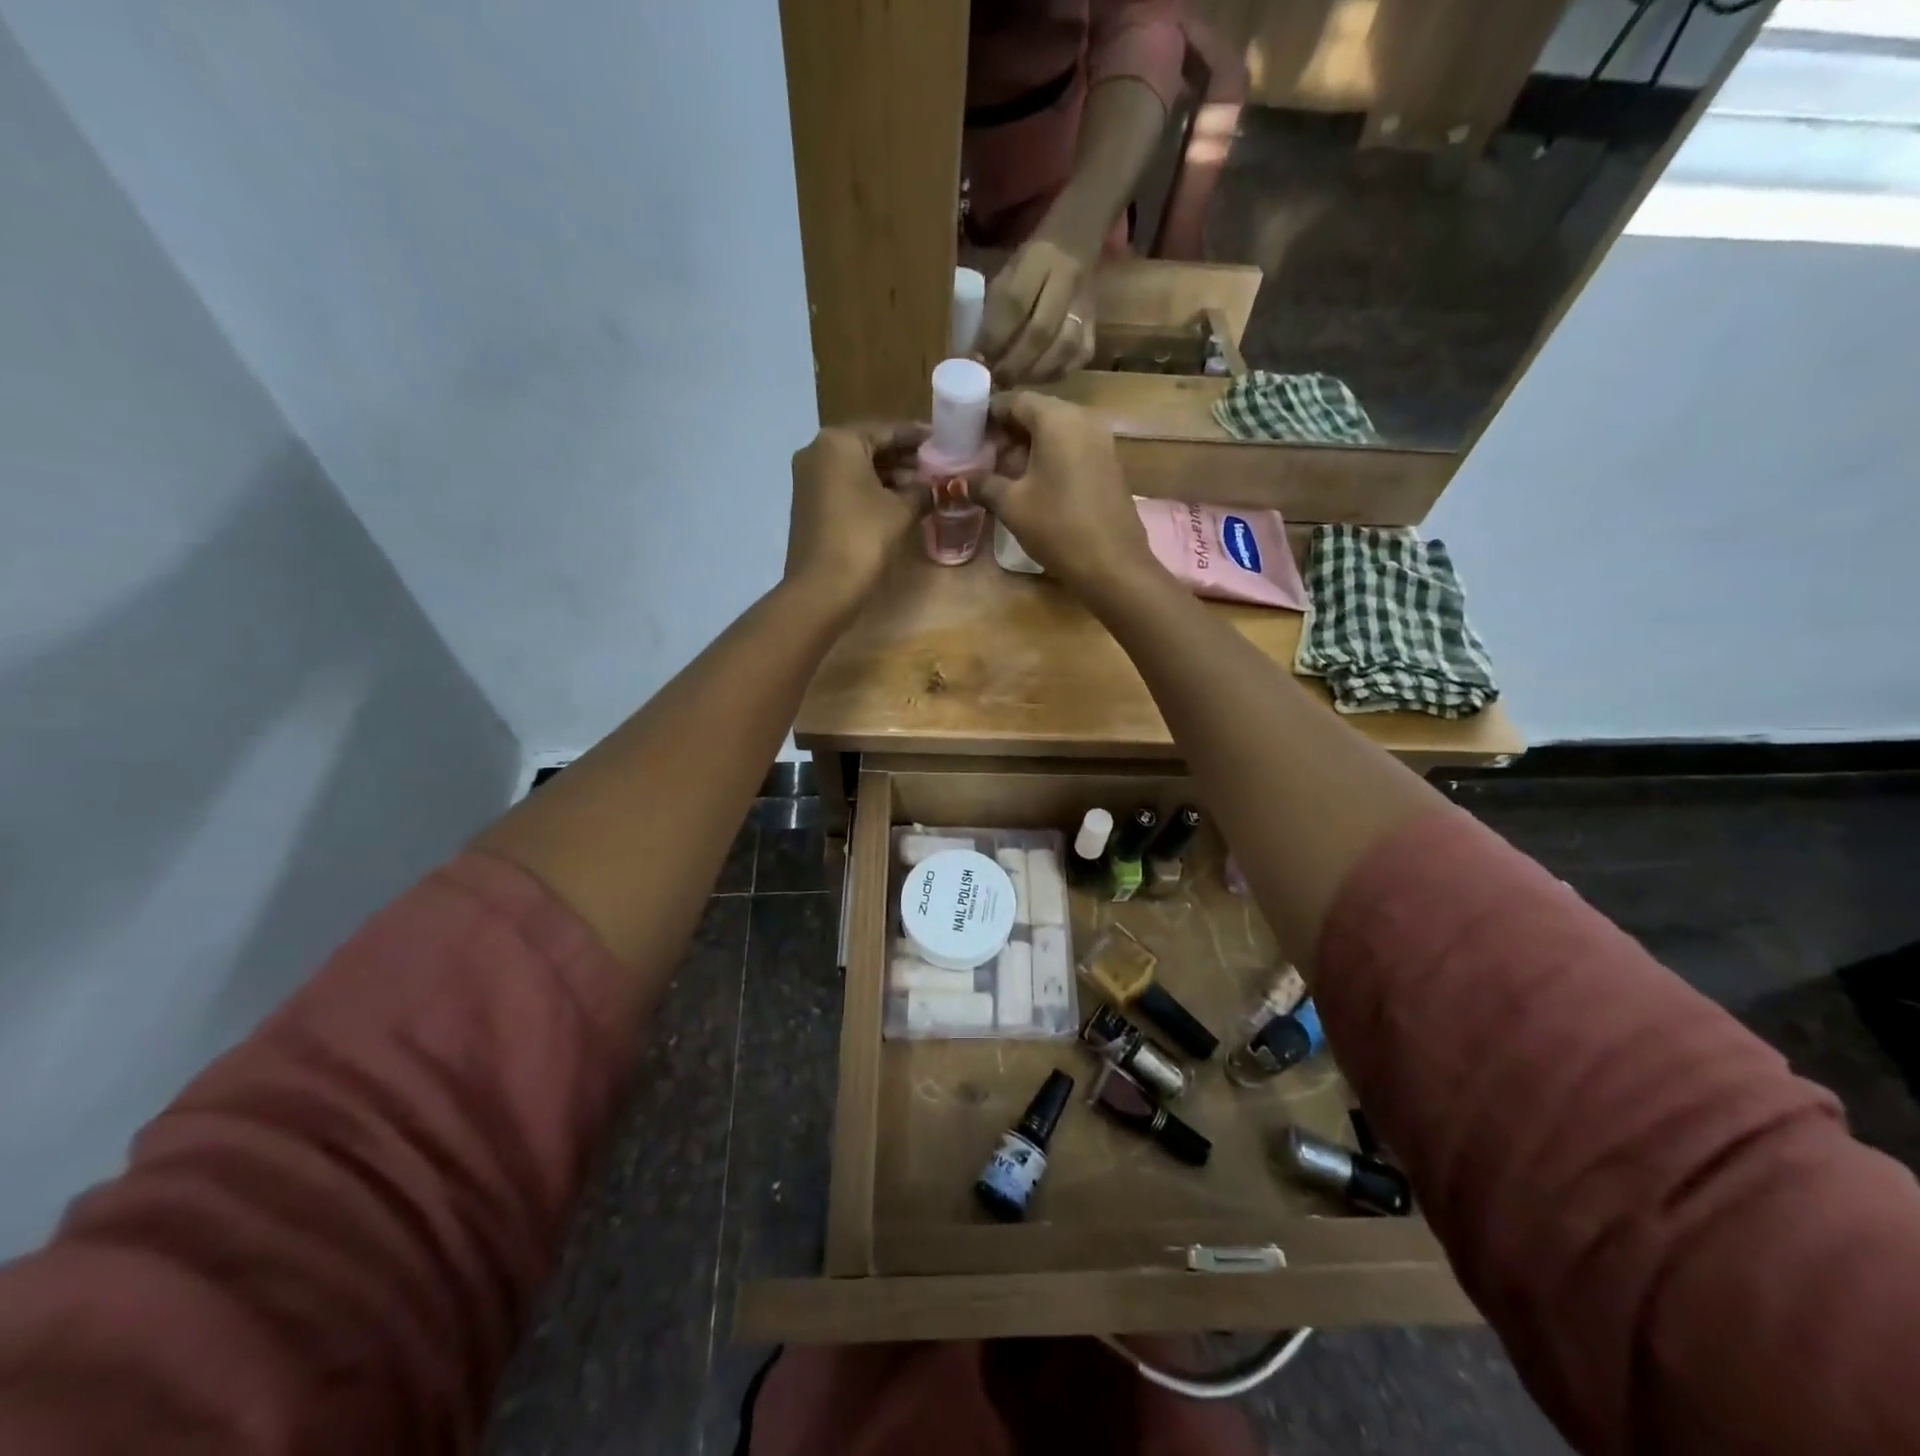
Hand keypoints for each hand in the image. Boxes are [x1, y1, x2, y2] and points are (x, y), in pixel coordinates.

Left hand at [784, 423, 927, 612]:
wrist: (822, 588)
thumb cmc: (863, 539)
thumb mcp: (901, 510)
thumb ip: (924, 490)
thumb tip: (941, 485)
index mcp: (839, 441)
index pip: (887, 430)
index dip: (919, 437)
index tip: (945, 442)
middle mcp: (818, 451)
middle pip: (870, 447)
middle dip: (905, 458)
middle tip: (939, 467)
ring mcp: (810, 478)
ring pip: (858, 468)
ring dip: (891, 476)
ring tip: (926, 487)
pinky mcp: (810, 504)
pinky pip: (847, 486)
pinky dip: (872, 491)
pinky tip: (900, 503)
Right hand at [975, 392, 1158, 599]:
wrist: (1113, 565)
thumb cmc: (1058, 527)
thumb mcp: (1012, 505)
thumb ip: (982, 484)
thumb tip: (955, 481)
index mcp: (1057, 419)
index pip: (1016, 400)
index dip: (988, 415)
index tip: (967, 433)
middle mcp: (1083, 419)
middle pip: (1037, 413)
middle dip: (1007, 433)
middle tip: (980, 457)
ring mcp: (1101, 441)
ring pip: (1055, 432)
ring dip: (1027, 448)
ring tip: (1001, 474)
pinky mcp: (1108, 464)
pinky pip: (1071, 449)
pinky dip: (1049, 458)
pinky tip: (1031, 485)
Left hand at [978, 240, 1096, 384]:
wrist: (1075, 246)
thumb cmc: (1029, 268)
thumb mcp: (1006, 275)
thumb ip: (994, 312)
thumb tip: (977, 357)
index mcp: (1039, 258)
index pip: (1015, 303)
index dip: (995, 337)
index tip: (978, 359)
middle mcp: (1068, 279)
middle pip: (1040, 331)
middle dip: (1013, 362)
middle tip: (995, 380)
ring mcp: (1086, 306)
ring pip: (1062, 349)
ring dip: (1033, 373)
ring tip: (1013, 383)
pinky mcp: (1095, 330)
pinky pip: (1075, 361)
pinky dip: (1052, 375)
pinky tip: (1034, 379)